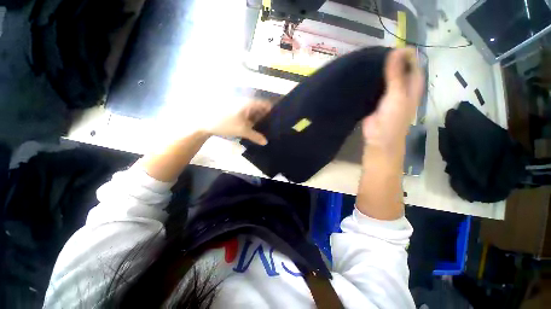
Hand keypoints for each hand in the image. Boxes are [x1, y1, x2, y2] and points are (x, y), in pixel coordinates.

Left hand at [207, 100, 271, 144]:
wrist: (205, 123)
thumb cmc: (225, 123)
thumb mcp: (242, 131)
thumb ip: (255, 136)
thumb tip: (266, 142)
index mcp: (249, 104)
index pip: (265, 105)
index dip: (273, 111)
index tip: (278, 120)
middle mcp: (246, 104)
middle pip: (260, 110)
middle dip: (267, 118)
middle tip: (274, 128)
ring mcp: (241, 109)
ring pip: (254, 114)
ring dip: (259, 122)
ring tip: (267, 130)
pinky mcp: (236, 114)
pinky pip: (248, 117)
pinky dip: (252, 123)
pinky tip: (255, 130)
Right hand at [362, 48, 423, 151]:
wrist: (379, 138)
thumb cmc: (393, 119)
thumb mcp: (396, 96)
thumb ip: (396, 75)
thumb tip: (395, 51)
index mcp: (412, 84)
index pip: (412, 62)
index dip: (404, 54)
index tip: (389, 48)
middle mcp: (402, 86)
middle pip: (399, 68)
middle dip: (390, 60)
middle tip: (375, 53)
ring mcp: (388, 93)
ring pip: (386, 76)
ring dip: (379, 69)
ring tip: (367, 61)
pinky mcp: (375, 99)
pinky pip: (374, 86)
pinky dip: (370, 80)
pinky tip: (362, 75)